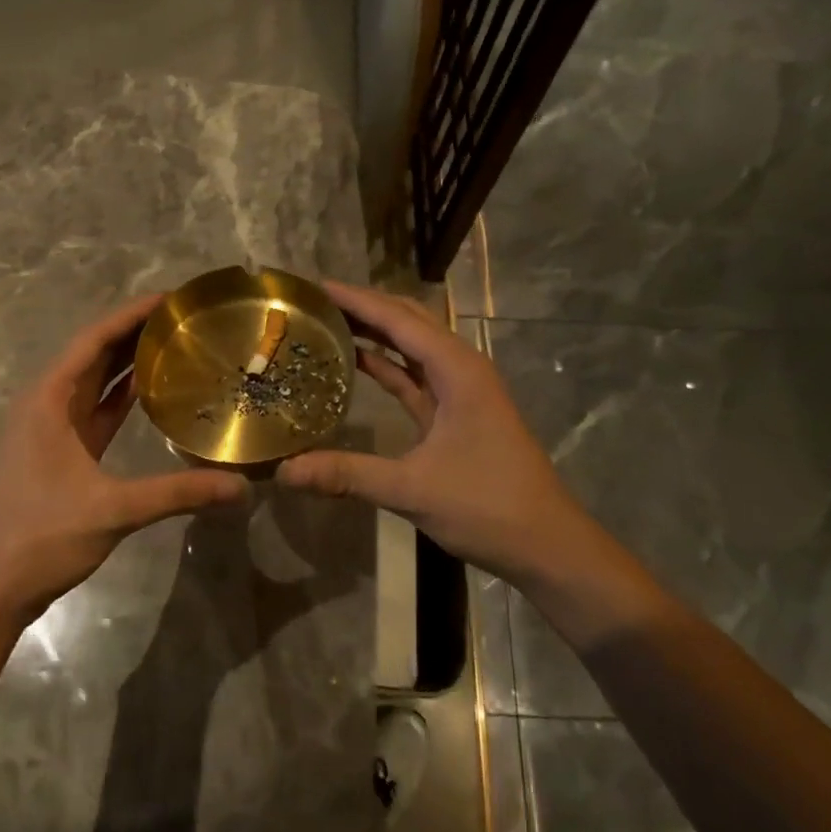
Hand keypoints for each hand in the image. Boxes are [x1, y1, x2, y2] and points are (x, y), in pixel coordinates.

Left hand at [0, 294, 248, 626]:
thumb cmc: (42, 536)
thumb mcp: (114, 510)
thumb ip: (178, 493)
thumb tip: (240, 487)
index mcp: (48, 399)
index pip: (94, 340)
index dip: (131, 314)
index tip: (172, 298)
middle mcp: (46, 403)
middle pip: (94, 353)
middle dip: (135, 331)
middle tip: (185, 317)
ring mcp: (52, 427)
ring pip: (94, 380)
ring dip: (129, 360)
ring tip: (176, 342)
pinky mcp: (61, 450)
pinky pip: (96, 408)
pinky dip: (122, 394)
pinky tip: (154, 389)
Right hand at [275, 281, 594, 589]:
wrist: (546, 545)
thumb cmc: (487, 506)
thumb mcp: (412, 489)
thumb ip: (347, 474)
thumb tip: (284, 470)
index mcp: (457, 370)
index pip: (398, 319)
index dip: (356, 299)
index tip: (313, 286)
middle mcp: (460, 369)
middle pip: (407, 322)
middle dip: (363, 307)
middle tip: (313, 302)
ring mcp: (459, 391)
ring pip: (411, 347)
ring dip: (373, 332)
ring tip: (325, 322)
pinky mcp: (454, 414)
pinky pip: (413, 377)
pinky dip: (384, 366)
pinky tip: (353, 363)